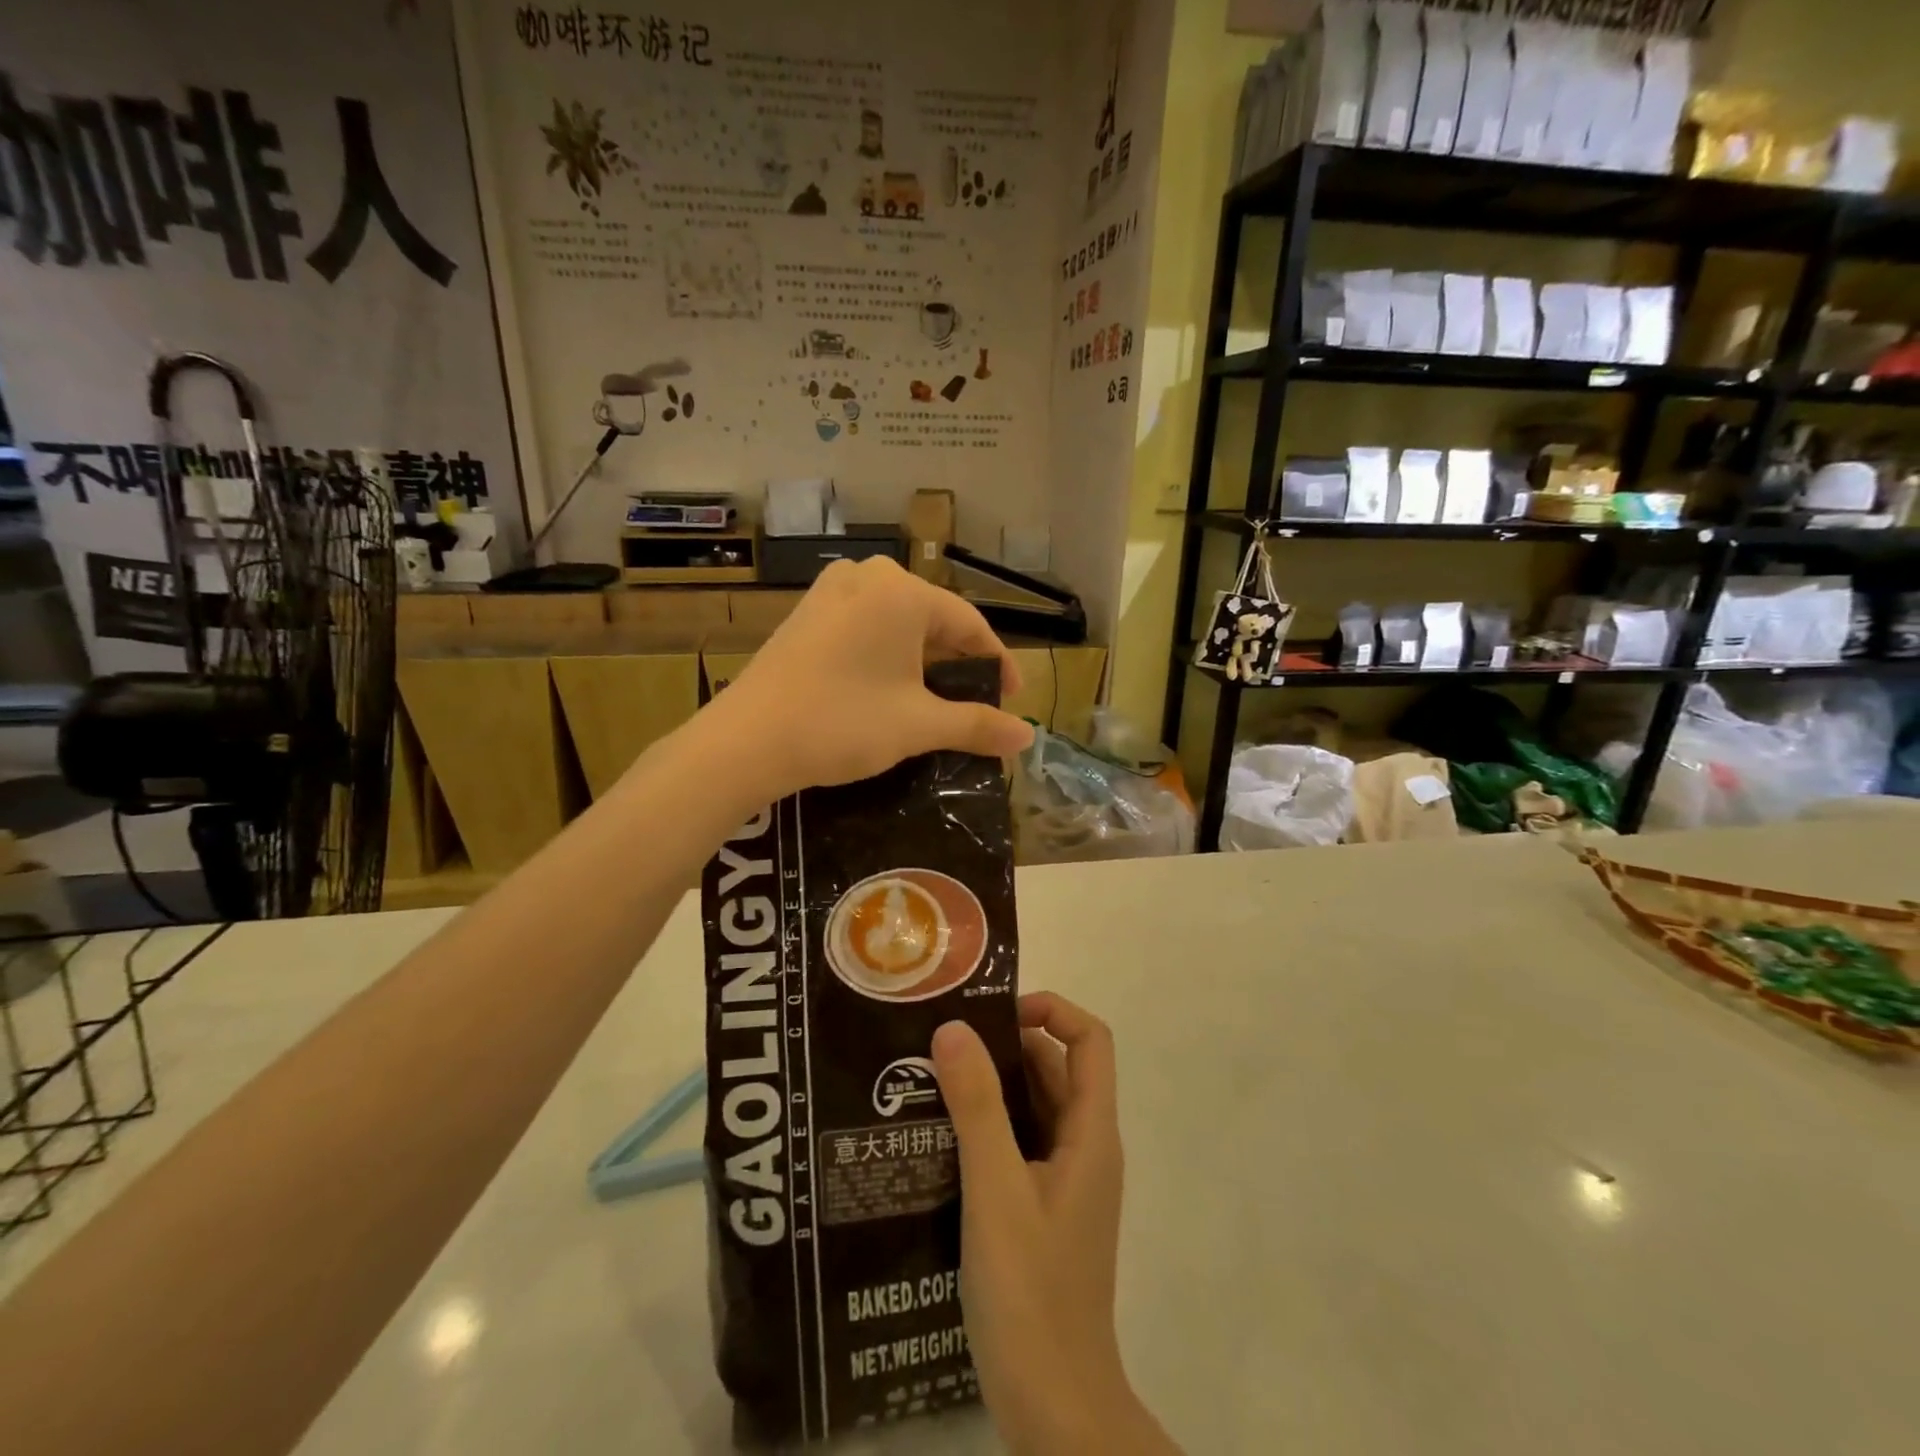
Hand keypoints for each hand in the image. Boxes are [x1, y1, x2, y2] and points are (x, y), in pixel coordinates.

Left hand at [714, 557, 1034, 796]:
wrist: (746, 741)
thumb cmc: (843, 723)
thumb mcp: (919, 725)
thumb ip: (977, 725)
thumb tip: (1027, 737)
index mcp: (903, 592)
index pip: (970, 624)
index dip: (997, 665)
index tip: (1012, 701)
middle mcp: (868, 577)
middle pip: (933, 620)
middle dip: (959, 664)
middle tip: (976, 704)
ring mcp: (830, 592)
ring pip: (898, 624)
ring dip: (924, 661)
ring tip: (937, 700)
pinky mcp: (805, 614)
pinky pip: (865, 628)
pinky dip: (888, 656)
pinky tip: (890, 688)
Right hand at [933, 994, 1177, 1454]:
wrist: (1054, 1408)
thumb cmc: (1031, 1294)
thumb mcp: (996, 1190)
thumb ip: (976, 1106)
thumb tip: (953, 1027)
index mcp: (1090, 1133)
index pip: (1090, 1040)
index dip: (1051, 1010)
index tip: (993, 1014)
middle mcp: (1084, 1147)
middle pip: (1054, 1068)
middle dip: (1004, 1045)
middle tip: (940, 1040)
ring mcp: (1063, 1181)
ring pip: (1032, 1107)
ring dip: (989, 1086)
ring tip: (927, 1078)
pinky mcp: (1040, 1209)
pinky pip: (1017, 1144)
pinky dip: (985, 1126)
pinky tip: (936, 1136)